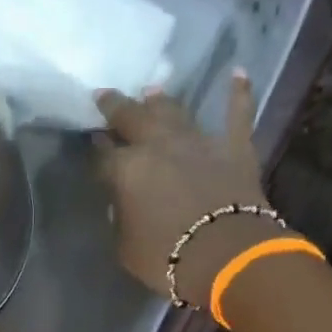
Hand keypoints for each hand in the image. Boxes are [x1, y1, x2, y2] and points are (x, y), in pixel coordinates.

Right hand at [95, 72, 277, 307]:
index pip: (103, 156)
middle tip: (105, 96)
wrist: (225, 255)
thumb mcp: (127, 248)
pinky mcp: (234, 147)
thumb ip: (122, 220)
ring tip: (150, 92)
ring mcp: (198, 141)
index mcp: (126, 170)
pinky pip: (238, 113)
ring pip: (174, 111)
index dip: (96, 149)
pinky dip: (238, 93)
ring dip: (160, 101)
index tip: (92, 143)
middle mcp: (158, 145)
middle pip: (132, 118)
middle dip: (116, 107)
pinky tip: (239, 72)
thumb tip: (123, 205)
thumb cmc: (167, 259)